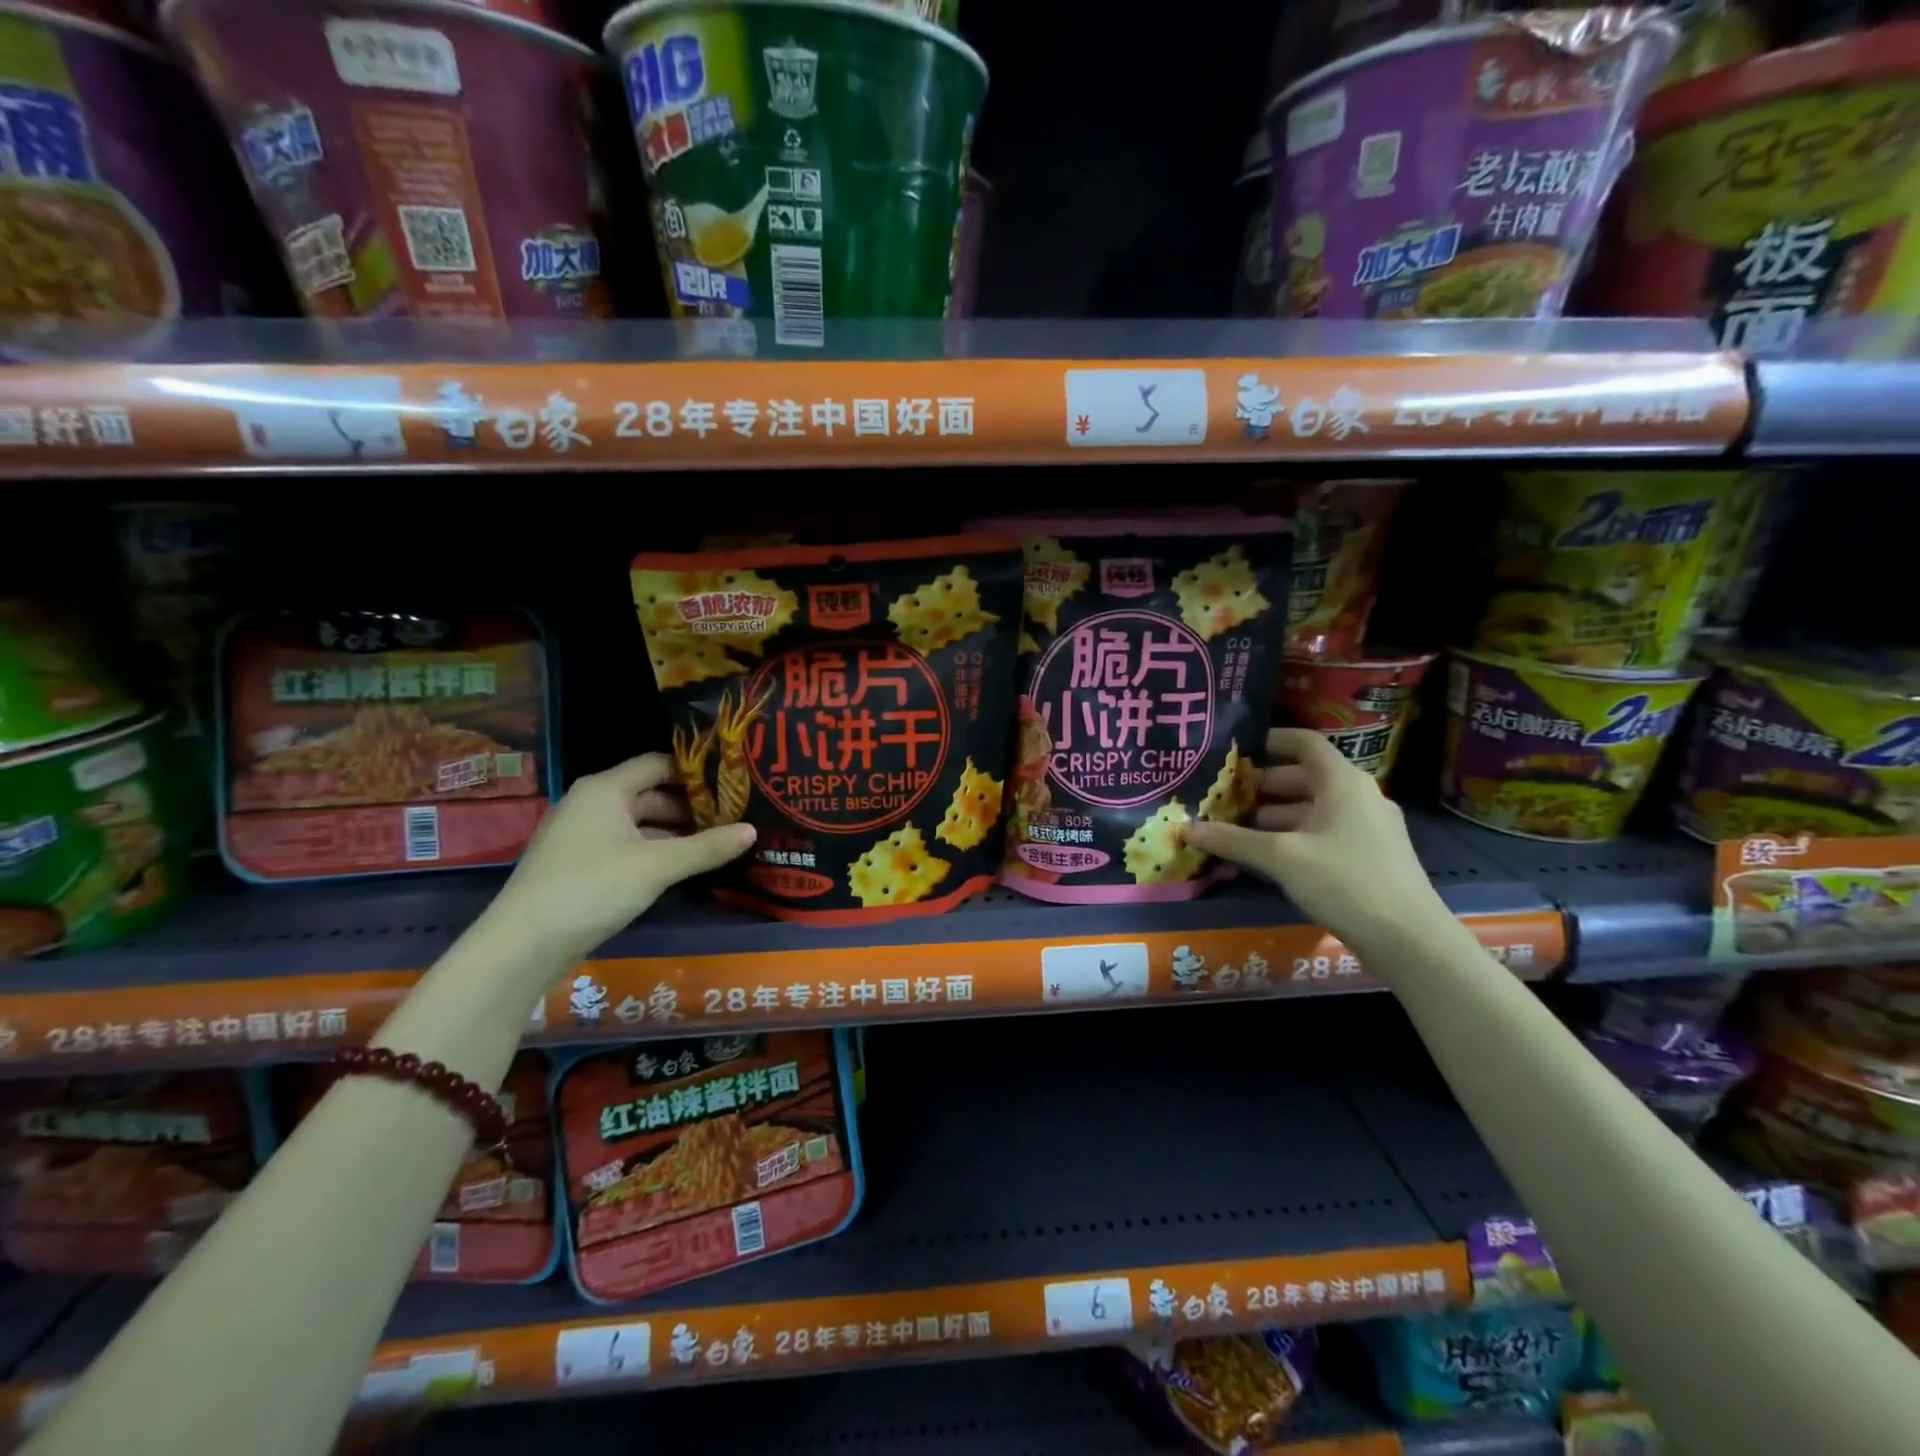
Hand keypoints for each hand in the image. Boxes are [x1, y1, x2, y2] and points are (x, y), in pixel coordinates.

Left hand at [487, 753, 755, 963]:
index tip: (732, 781)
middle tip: (733, 815)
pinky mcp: (577, 863)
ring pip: (638, 822)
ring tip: (715, 842)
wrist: (523, 945)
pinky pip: (624, 844)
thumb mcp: (657, 867)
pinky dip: (653, 850)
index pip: (659, 764)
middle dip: (690, 806)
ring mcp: (580, 834)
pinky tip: (679, 867)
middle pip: (650, 793)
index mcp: (606, 789)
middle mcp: (591, 802)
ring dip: (673, 832)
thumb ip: (706, 847)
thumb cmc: (593, 888)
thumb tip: (752, 830)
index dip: (695, 772)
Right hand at [1183, 728, 1446, 945]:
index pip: (1304, 743)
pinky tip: (1264, 855)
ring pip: (1311, 808)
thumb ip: (1233, 840)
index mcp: (1343, 782)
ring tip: (1233, 827)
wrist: (1409, 939)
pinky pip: (1322, 831)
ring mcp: (1366, 827)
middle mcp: (1357, 796)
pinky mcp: (1368, 855)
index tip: (1235, 750)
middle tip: (1221, 794)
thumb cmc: (1345, 881)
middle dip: (1261, 785)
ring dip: (1272, 815)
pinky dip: (1292, 835)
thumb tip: (1186, 829)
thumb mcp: (1281, 857)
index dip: (1269, 740)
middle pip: (1303, 776)